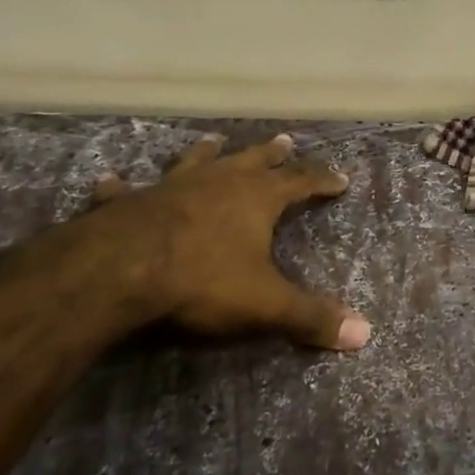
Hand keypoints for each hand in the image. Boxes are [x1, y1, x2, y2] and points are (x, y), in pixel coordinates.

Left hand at [77, 132, 370, 350]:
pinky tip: (109, 180)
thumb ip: (311, 317)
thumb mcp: (265, 304)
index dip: (323, 180)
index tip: (341, 178)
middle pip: (254, 160)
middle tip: (286, 140)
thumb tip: (365, 335)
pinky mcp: (129, 202)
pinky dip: (120, 185)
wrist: (120, 270)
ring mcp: (173, 186)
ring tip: (215, 139)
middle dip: (273, 153)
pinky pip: (125, 190)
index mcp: (257, 198)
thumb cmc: (202, 280)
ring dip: (208, 151)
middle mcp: (220, 181)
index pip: (302, 181)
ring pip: (197, 161)